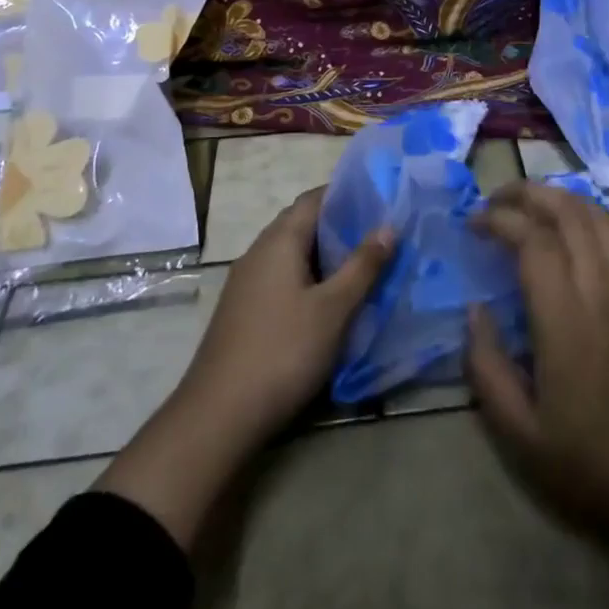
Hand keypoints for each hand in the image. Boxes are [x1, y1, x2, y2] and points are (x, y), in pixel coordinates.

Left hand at [176, 185, 394, 443]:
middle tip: (379, 234)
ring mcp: (246, 282)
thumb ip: (362, 266)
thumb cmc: (283, 351)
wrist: (219, 415)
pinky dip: (308, 277)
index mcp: (279, 241)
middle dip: (339, 225)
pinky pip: (281, 276)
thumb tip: (388, 226)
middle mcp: (259, 252)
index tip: (380, 200)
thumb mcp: (334, 309)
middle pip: (302, 223)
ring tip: (362, 264)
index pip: (313, 198)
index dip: (346, 194)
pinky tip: (328, 299)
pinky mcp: (243, 309)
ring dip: (324, 254)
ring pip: (291, 253)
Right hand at [466, 182, 608, 539]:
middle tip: (496, 200)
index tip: (473, 224)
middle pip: (569, 213)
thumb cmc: (582, 462)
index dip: (500, 220)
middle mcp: (602, 293)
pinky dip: (597, 222)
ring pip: (600, 219)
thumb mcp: (516, 430)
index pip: (533, 241)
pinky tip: (577, 233)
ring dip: (563, 199)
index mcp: (565, 321)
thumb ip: (486, 364)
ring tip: (530, 204)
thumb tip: (475, 309)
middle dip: (528, 194)